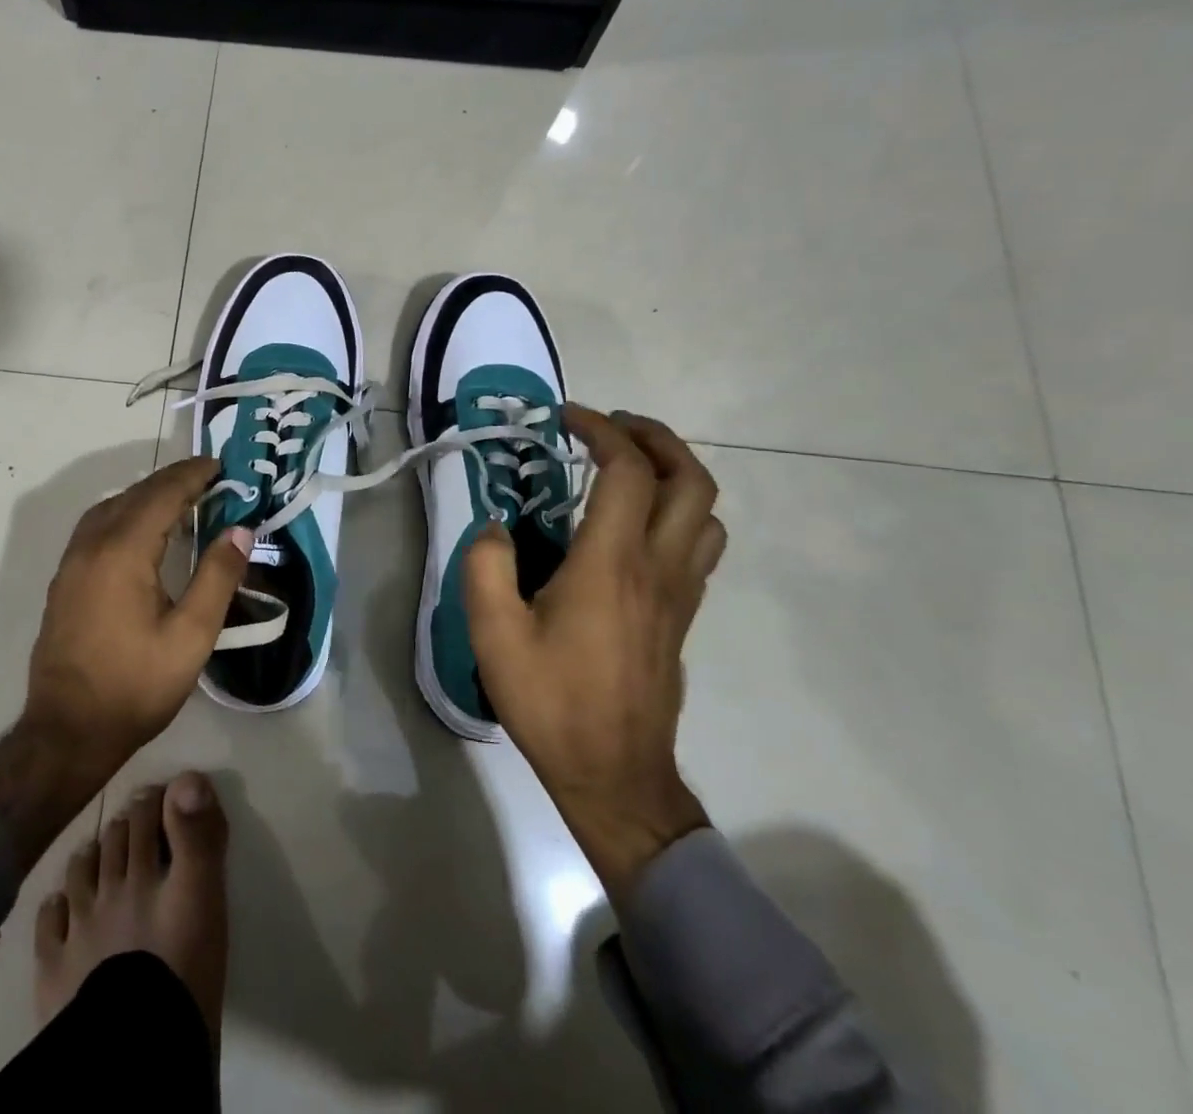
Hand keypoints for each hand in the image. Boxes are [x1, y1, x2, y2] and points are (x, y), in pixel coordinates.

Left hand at [24, 455, 252, 776]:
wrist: (67, 731)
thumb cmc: (136, 685)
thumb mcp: (191, 636)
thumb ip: (217, 577)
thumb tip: (241, 530)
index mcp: (123, 552)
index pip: (162, 494)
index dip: (192, 475)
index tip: (220, 465)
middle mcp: (92, 545)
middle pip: (135, 494)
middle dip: (173, 480)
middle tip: (209, 478)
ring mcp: (72, 562)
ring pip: (111, 507)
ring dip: (147, 495)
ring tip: (182, 500)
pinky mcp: (65, 580)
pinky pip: (97, 526)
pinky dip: (126, 513)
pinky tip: (143, 532)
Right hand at [465, 406, 726, 897]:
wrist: (614, 774)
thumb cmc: (551, 700)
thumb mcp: (493, 632)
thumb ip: (486, 565)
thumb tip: (497, 527)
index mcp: (611, 562)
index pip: (627, 470)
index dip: (601, 429)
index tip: (566, 417)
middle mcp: (658, 566)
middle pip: (690, 478)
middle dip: (654, 437)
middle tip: (610, 427)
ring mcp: (680, 591)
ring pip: (706, 510)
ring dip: (675, 472)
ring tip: (630, 466)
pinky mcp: (684, 614)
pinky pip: (701, 542)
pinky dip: (680, 510)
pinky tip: (637, 523)